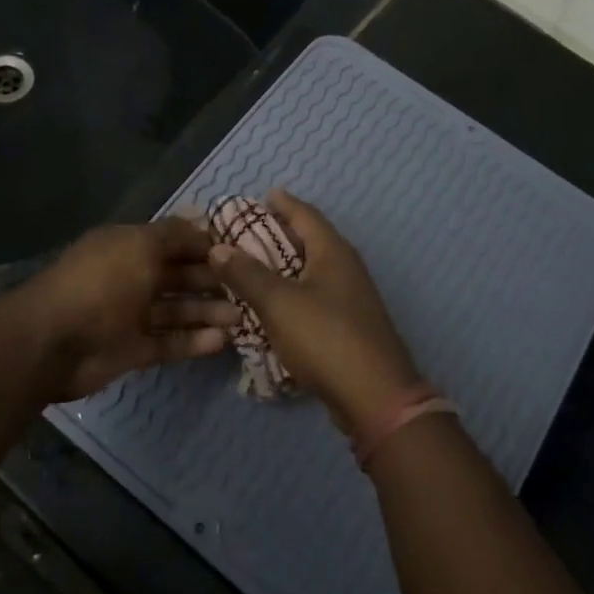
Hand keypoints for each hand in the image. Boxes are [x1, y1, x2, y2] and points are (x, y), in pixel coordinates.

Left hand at [24, 217, 239, 401]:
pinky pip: (170, 343)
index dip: (204, 244)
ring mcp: (131, 315)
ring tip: (243, 318)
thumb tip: (205, 225)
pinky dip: (194, 341)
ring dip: (207, 312)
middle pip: (178, 276)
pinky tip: (222, 341)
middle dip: (211, 280)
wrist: (55, 341)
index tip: (241, 251)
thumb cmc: (101, 282)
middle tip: (249, 288)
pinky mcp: (134, 350)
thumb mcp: (140, 246)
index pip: (173, 241)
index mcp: (128, 246)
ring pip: (177, 311)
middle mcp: (131, 277)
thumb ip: (175, 236)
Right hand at [208, 190, 421, 436]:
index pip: (305, 214)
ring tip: (254, 266)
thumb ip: (246, 274)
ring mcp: (351, 298)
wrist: (375, 398)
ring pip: (313, 269)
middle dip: (281, 232)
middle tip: (248, 231)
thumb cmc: (325, 338)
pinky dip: (293, 292)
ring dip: (285, 265)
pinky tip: (274, 304)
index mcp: (333, 252)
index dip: (283, 203)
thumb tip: (218, 247)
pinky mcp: (349, 326)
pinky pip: (315, 296)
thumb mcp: (277, 303)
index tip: (262, 195)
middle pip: (311, 240)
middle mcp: (346, 268)